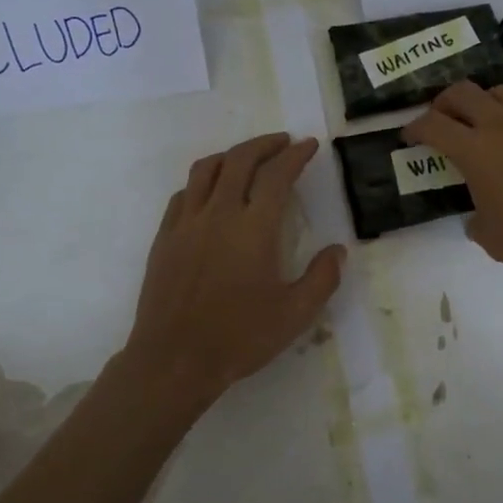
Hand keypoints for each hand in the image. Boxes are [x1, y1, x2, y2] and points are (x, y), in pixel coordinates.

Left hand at [126, 133, 344, 401]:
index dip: (295, 155)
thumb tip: (337, 250)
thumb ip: (323, 278)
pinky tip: (212, 193)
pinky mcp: (165, 238)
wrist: (174, 360)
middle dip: (265, 144)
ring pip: (207, 169)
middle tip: (284, 143)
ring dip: (232, 155)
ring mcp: (186, 223)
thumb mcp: (296, 314)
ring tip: (248, 158)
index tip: (308, 146)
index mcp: (254, 228)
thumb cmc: (240, 337)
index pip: (277, 175)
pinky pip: (184, 194)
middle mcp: (218, 214)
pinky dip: (204, 181)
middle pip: (240, 160)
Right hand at [403, 82, 502, 296]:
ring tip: (481, 122)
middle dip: (443, 102)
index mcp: (476, 151)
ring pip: (500, 92)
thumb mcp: (492, 238)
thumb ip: (477, 220)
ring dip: (482, 102)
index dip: (415, 127)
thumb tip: (478, 216)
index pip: (433, 125)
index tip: (409, 136)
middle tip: (440, 120)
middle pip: (463, 92)